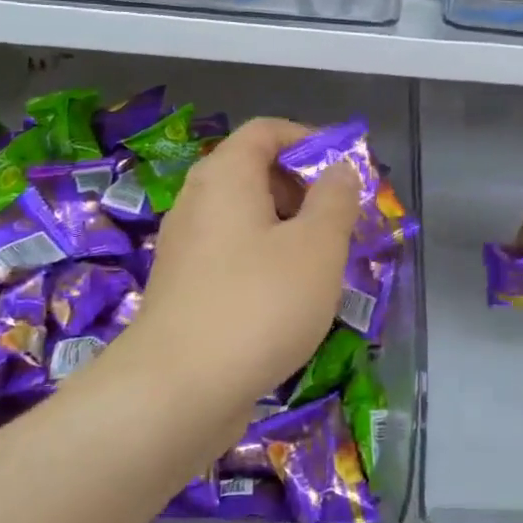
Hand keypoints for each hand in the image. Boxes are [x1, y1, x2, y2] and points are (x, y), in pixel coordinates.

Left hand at [116, 118, 360, 419]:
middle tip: (341, 222)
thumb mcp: (318, 247)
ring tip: (323, 264)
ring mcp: (186, 249)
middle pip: (254, 173)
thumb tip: (339, 169)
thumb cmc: (259, 304)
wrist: (177, 392)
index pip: (266, 131)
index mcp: (225, 177)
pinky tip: (290, 299)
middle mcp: (198, 203)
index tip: (345, 171)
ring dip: (288, 230)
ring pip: (245, 220)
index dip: (309, 139)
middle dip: (303, 189)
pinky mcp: (184, 290)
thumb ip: (335, 200)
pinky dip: (265, 261)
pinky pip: (233, 256)